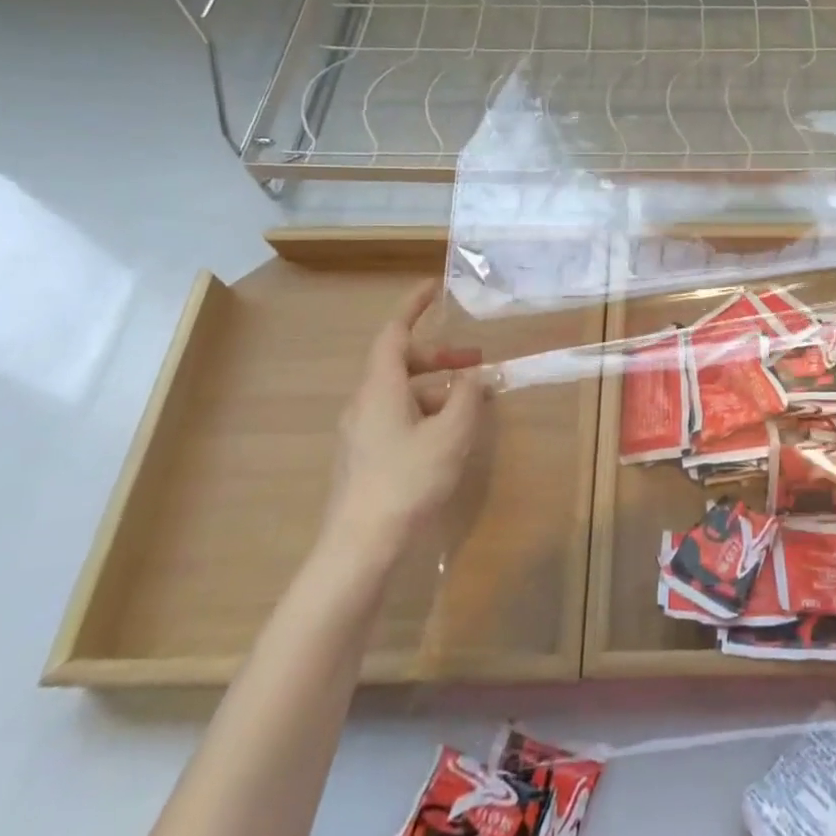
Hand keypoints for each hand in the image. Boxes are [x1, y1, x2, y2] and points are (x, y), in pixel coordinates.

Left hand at [325, 283, 487, 561]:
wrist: (360, 546)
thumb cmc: (408, 480)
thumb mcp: (451, 435)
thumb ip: (467, 397)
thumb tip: (475, 375)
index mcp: (380, 388)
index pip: (393, 333)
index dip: (413, 308)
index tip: (434, 288)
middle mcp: (364, 403)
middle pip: (399, 363)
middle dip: (439, 356)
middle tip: (476, 361)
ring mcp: (361, 432)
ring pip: (400, 392)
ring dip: (436, 387)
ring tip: (472, 402)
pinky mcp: (364, 457)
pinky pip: (397, 416)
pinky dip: (425, 410)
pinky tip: (449, 434)